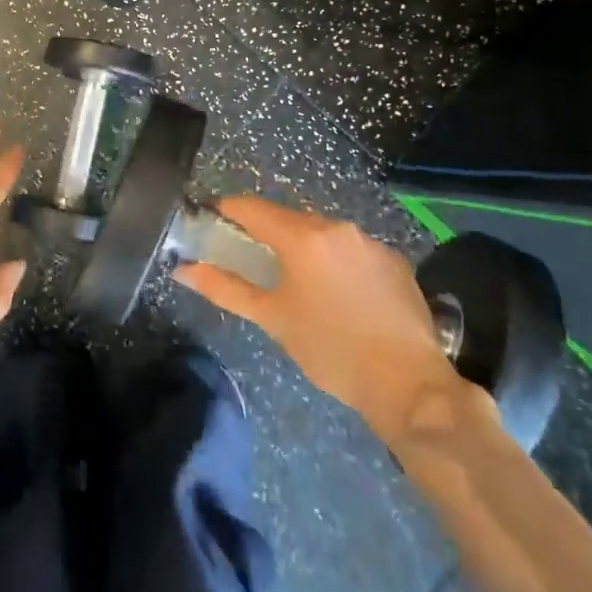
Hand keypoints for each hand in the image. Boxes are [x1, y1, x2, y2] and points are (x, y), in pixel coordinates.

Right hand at [173, 197, 458, 435]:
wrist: (408, 383)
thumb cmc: (330, 350)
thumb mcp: (272, 319)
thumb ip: (225, 288)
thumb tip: (183, 270)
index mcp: (303, 237)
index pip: (253, 208)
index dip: (228, 210)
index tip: (212, 221)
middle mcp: (338, 228)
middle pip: (289, 218)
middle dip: (266, 232)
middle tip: (250, 258)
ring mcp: (370, 242)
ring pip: (323, 233)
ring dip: (303, 246)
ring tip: (296, 280)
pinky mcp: (395, 261)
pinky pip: (352, 249)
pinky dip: (335, 261)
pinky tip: (337, 294)